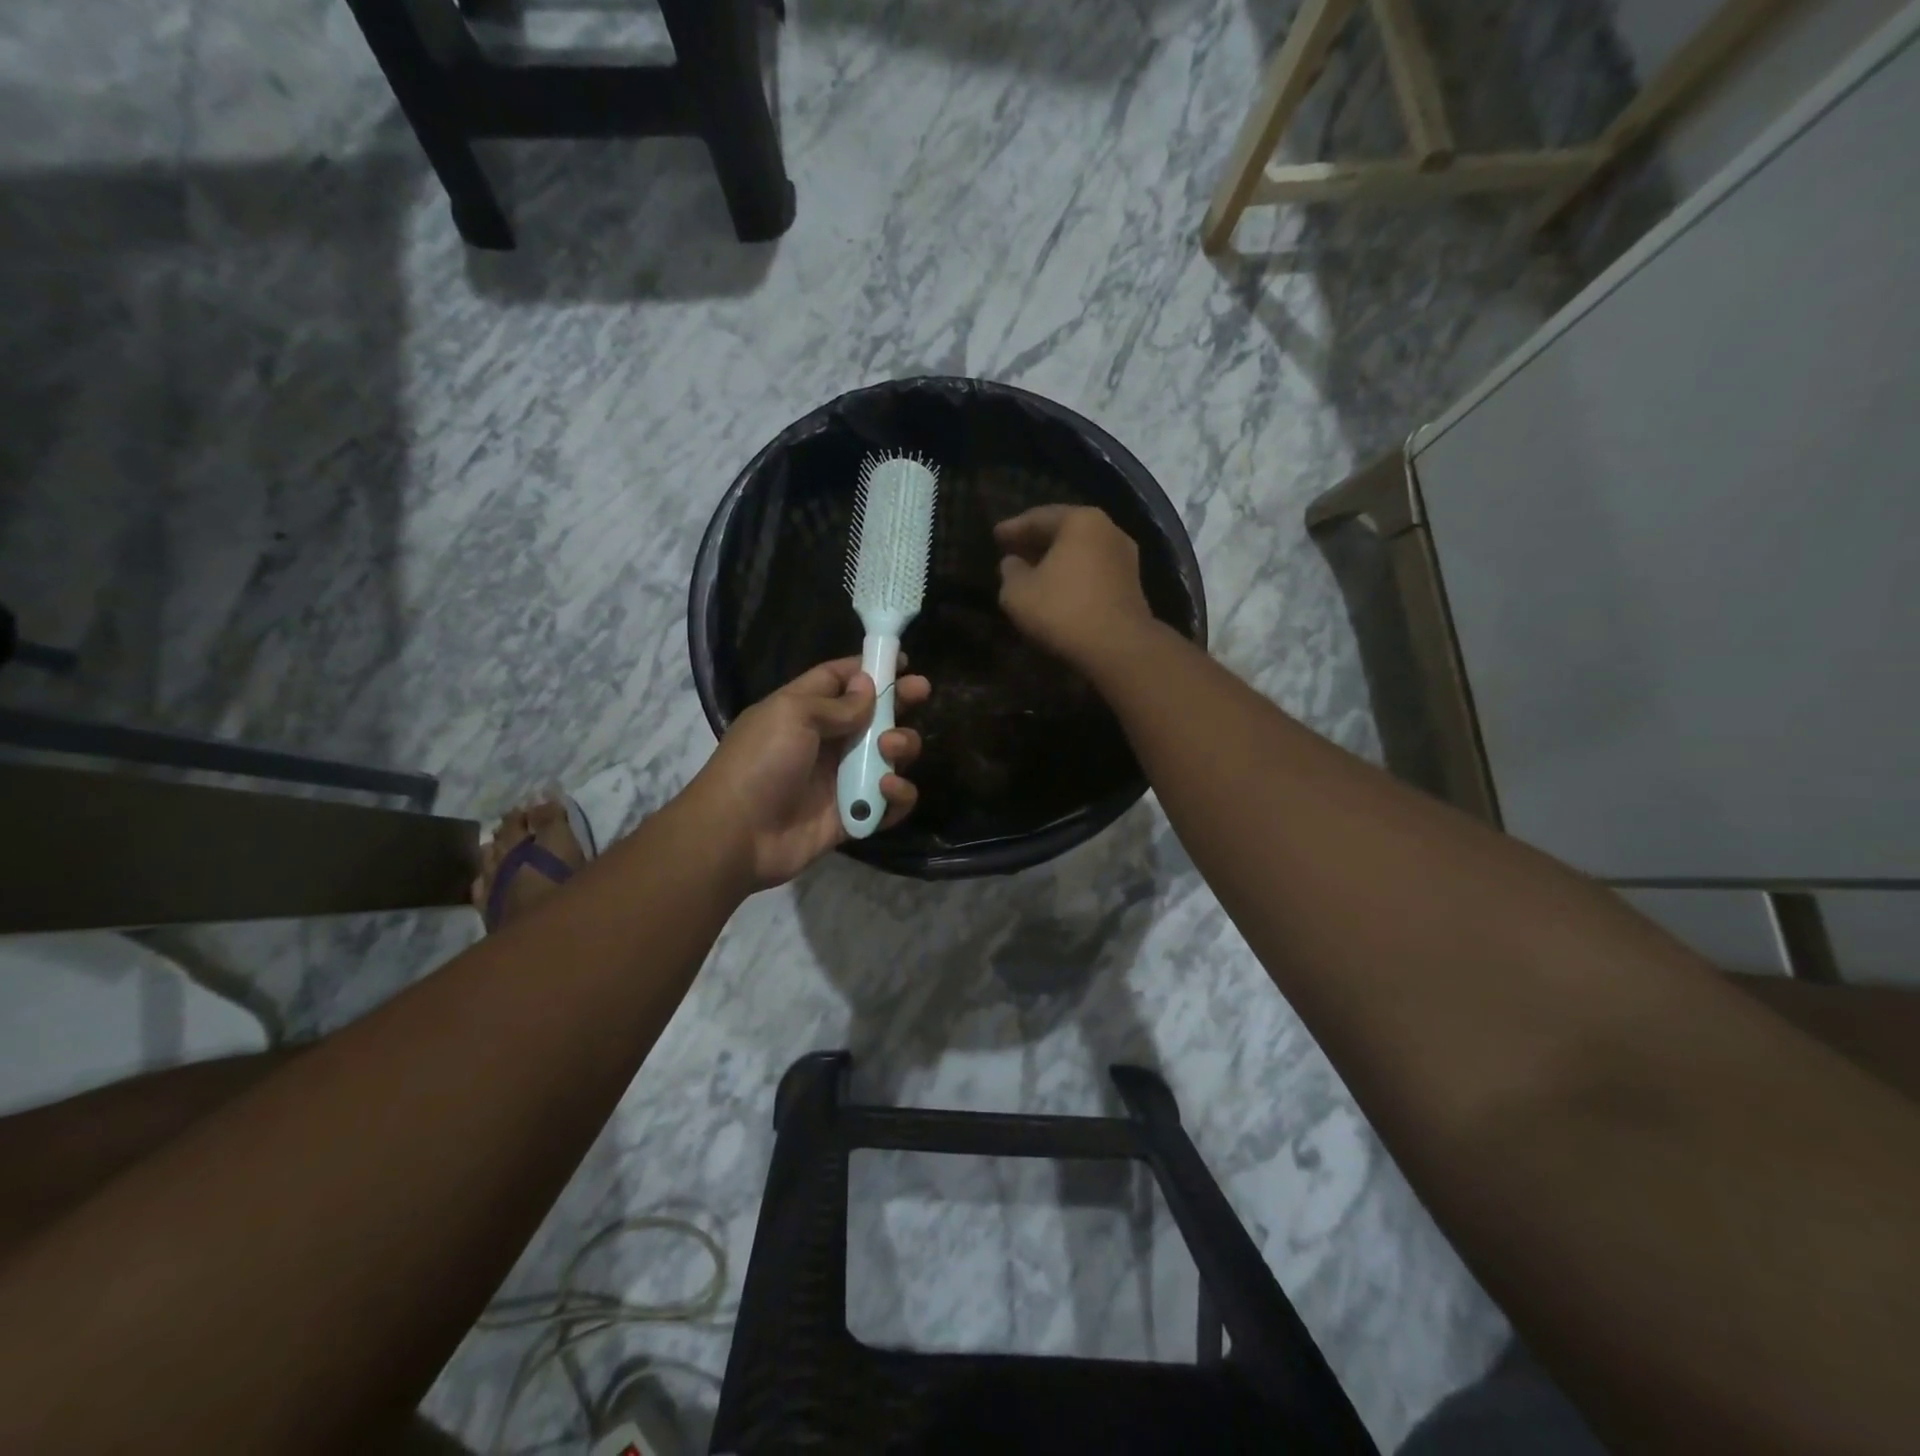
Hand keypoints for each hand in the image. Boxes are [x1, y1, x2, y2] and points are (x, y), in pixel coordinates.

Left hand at [684, 656, 929, 890]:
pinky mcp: (853, 816)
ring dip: (901, 746)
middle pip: (873, 715)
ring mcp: (841, 780)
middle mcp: (826, 742)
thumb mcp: (792, 715)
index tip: (902, 661)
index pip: (839, 679)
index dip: (869, 667)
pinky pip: (889, 803)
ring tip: (889, 749)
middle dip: (898, 701)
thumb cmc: (760, 762)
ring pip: (889, 756)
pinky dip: (897, 795)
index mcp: (804, 710)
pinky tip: (886, 788)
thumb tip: (868, 686)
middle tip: (921, 692)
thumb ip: (837, 703)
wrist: (737, 834)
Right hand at [995, 505, 1156, 669]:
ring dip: (1056, 559)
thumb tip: (1013, 563)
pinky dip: (1073, 574)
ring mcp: (1125, 557)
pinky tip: (1058, 588)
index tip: (995, 536)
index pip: (1039, 517)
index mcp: (1080, 521)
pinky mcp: (1132, 584)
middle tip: (1013, 549)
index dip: (1013, 528)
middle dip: (1037, 541)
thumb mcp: (1018, 592)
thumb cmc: (1063, 611)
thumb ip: (1010, 572)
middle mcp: (1108, 530)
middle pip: (1064, 531)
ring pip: (1081, 551)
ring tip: (1033, 570)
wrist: (1118, 647)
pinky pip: (1094, 570)